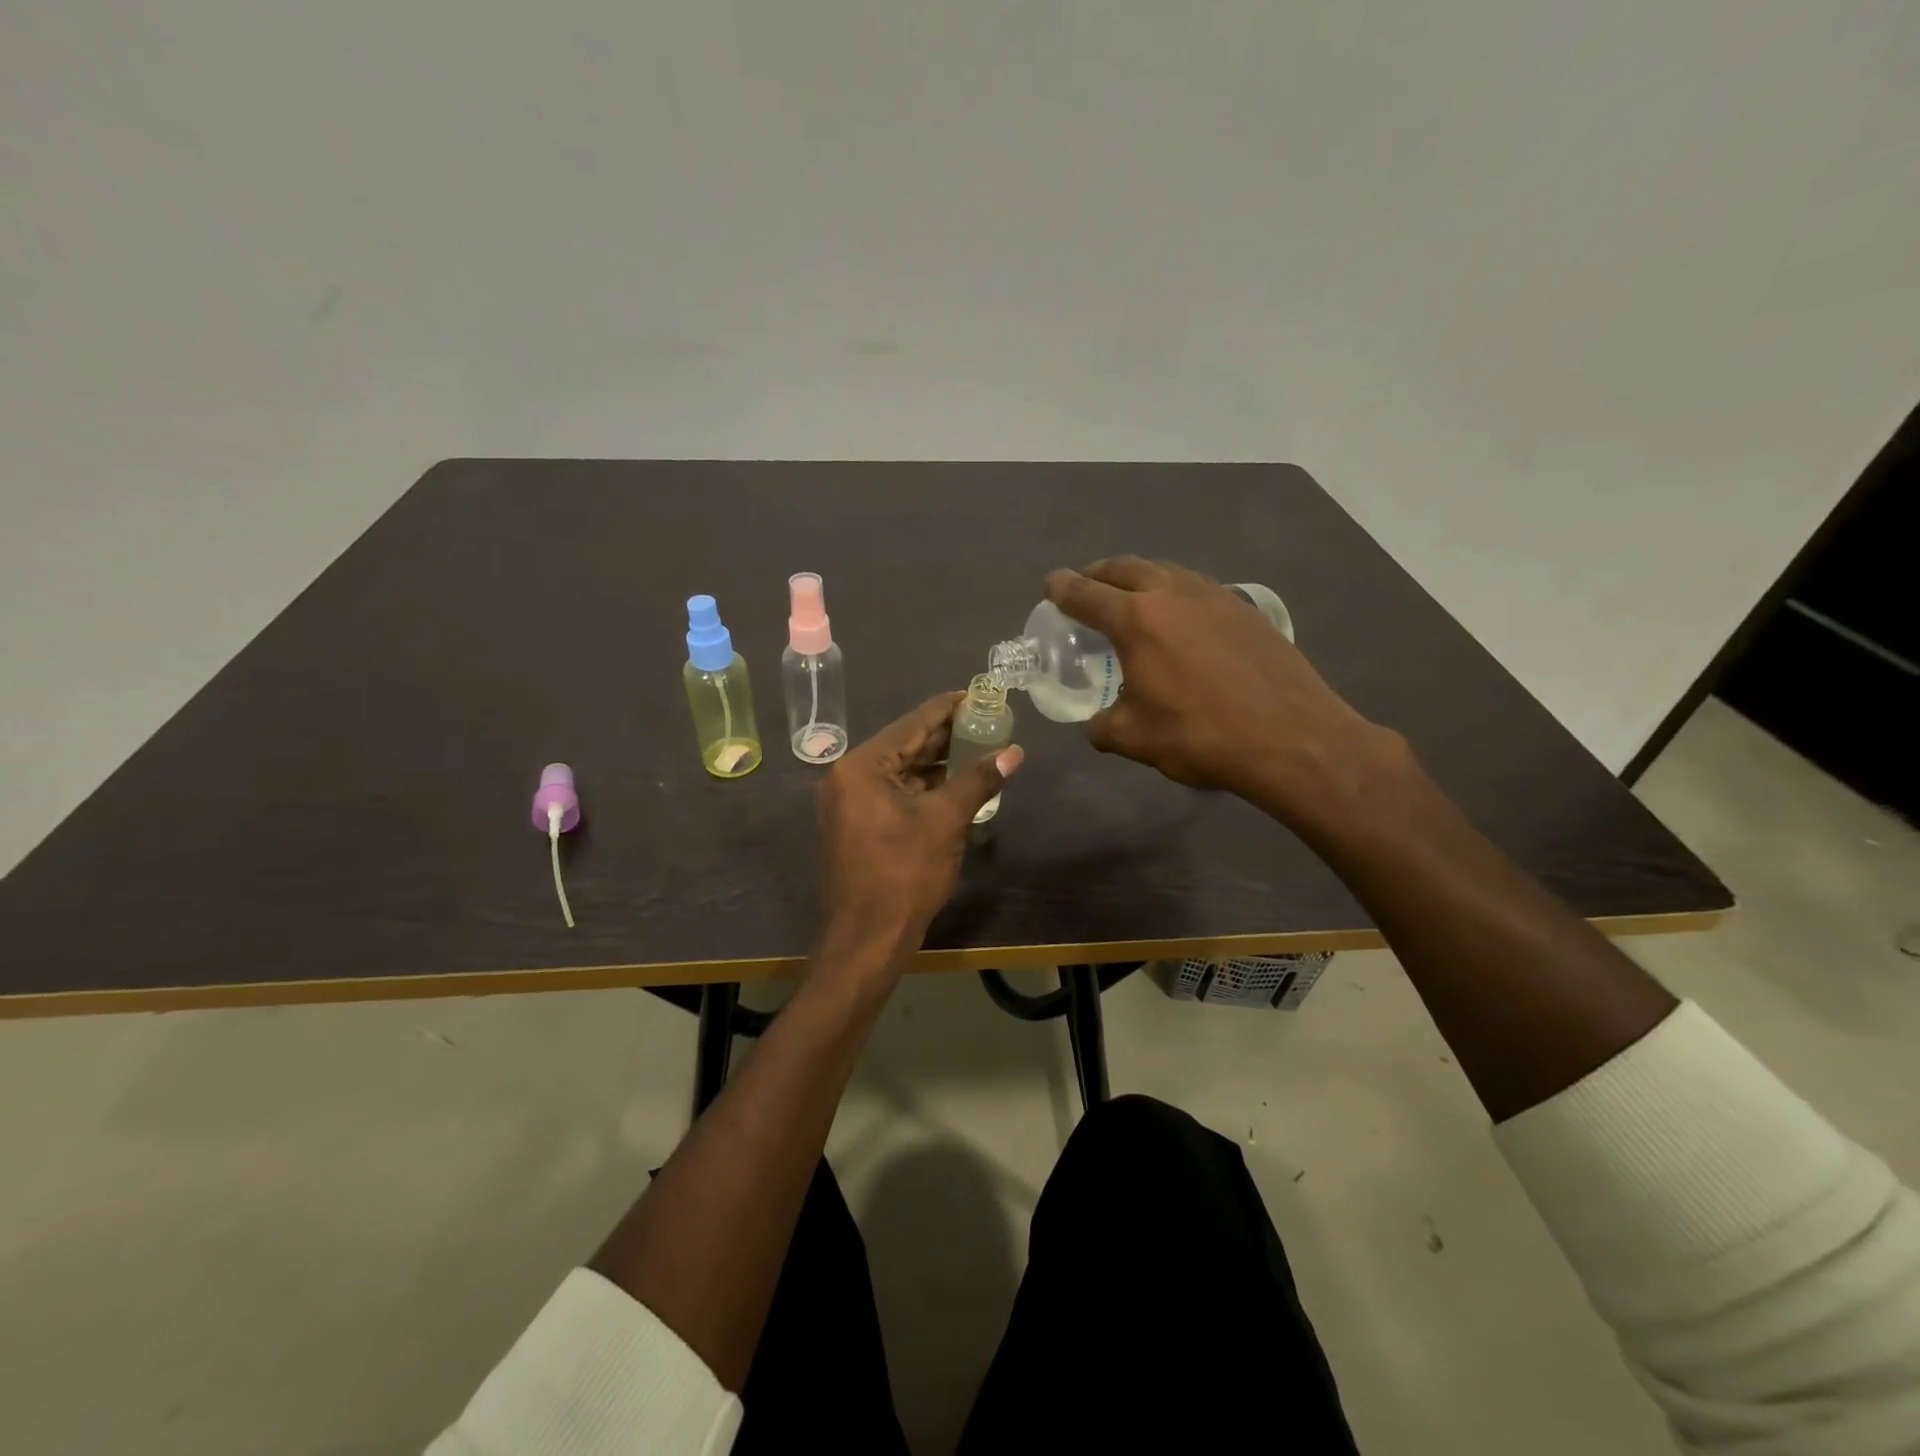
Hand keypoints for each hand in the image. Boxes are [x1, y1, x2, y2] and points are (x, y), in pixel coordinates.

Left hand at [815, 692, 1023, 971]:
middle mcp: (848, 776)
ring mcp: (850, 802)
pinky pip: (894, 793)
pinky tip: (957, 783)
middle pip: (905, 745)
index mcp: (861, 766)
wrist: (868, 938)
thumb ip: (978, 779)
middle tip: (987, 721)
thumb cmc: (904, 874)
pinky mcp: (857, 824)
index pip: (912, 724)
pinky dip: (925, 787)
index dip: (948, 708)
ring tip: (980, 748)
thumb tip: (1014, 751)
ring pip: (901, 771)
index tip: (979, 694)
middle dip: (947, 736)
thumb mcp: (946, 820)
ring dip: (938, 763)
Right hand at [1044, 557, 1402, 830]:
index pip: (1086, 594)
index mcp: (1136, 619)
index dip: (1062, 588)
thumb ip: (1104, 726)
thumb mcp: (1135, 739)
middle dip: (1099, 574)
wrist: (1292, 738)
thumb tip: (1098, 724)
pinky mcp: (1246, 609)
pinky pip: (1197, 588)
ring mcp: (1215, 596)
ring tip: (1132, 597)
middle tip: (1086, 587)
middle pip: (1125, 568)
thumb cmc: (1201, 735)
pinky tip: (1182, 618)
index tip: (1052, 585)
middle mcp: (1173, 593)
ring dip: (1140, 578)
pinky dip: (1175, 593)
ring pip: (1166, 571)